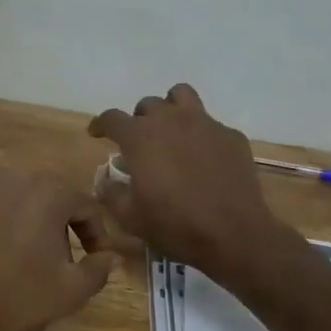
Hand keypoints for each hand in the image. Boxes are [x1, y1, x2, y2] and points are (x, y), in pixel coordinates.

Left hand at [0, 170, 119, 330]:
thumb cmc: (19, 301)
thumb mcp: (72, 290)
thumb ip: (99, 267)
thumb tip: (108, 256)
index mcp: (46, 191)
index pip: (84, 205)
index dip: (96, 233)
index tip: (96, 259)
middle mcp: (8, 178)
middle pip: (46, 195)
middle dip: (59, 222)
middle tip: (62, 257)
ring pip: (10, 198)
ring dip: (23, 219)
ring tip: (24, 254)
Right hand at [88, 83, 285, 280]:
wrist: (233, 235)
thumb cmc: (174, 225)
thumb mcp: (130, 216)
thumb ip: (111, 192)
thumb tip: (105, 179)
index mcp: (141, 138)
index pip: (112, 118)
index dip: (101, 124)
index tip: (97, 133)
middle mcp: (171, 120)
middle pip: (148, 105)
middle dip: (138, 120)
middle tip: (139, 143)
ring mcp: (205, 124)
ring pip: (181, 96)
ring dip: (170, 108)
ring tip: (170, 131)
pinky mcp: (231, 136)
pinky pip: (210, 123)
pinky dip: (200, 134)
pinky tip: (203, 157)